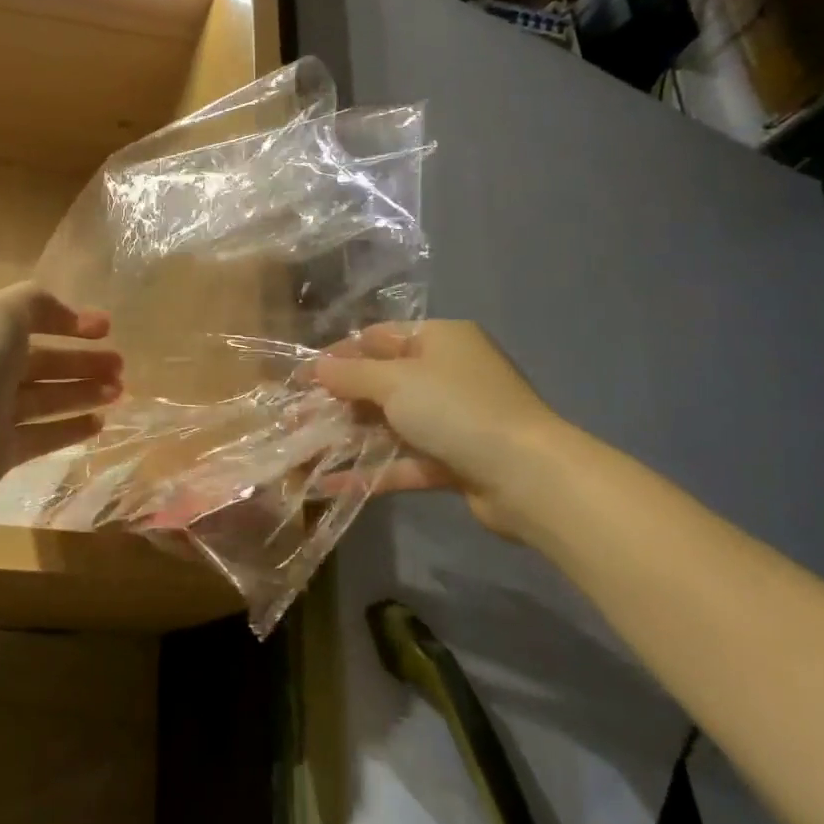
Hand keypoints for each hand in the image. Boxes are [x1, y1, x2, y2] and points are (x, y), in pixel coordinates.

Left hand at [0, 283, 120, 544]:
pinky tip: (99, 424)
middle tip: (121, 367)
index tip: (108, 329)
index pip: (30, 319)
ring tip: (119, 393)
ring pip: (46, 398)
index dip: (69, 320)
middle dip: (83, 360)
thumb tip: (65, 316)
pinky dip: (70, 427)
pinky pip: (42, 436)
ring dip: (83, 392)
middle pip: (42, 361)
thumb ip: (35, 303)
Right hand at [315, 321, 570, 540]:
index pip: (379, 338)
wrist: (528, 475)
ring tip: (304, 449)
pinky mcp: (453, 460)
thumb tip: (316, 367)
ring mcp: (452, 420)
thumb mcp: (396, 382)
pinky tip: (330, 485)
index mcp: (440, 340)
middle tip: (295, 416)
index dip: (339, 354)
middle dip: (338, 400)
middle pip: (382, 382)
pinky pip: (403, 461)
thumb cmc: (457, 409)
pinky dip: (370, 471)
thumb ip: (351, 375)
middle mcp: (447, 374)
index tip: (302, 376)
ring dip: (349, 437)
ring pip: (390, 424)